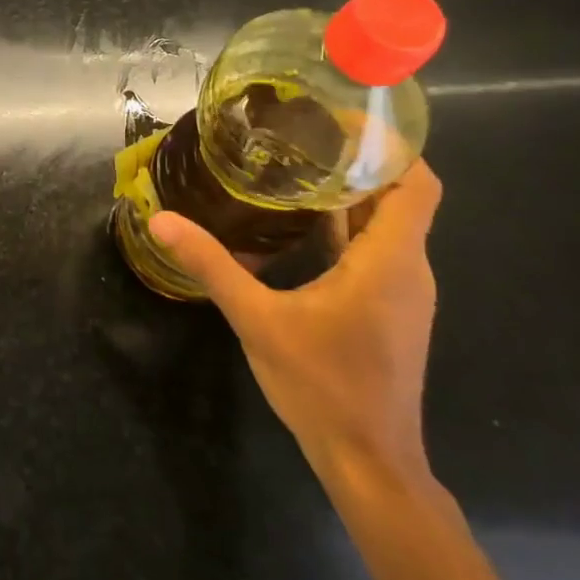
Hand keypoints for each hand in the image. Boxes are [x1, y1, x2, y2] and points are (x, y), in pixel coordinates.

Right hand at [148, 160, 442, 483]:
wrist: (369, 461)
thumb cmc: (323, 385)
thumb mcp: (257, 319)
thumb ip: (211, 265)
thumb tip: (162, 220)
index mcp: (390, 261)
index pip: (417, 183)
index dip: (390, 145)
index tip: (342, 118)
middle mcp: (408, 268)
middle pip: (400, 195)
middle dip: (360, 160)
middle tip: (304, 132)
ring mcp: (403, 292)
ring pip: (389, 224)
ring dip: (353, 193)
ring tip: (299, 165)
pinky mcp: (390, 310)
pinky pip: (378, 250)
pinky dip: (350, 226)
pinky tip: (304, 223)